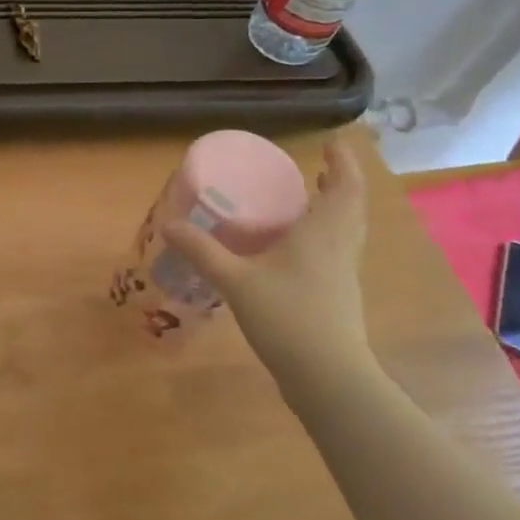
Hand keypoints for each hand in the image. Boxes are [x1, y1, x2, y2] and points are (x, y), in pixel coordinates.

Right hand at [164, 139, 375, 394]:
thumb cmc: (287, 317)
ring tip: (310, 198)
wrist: (327, 377)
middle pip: (351, 204)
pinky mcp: (340, 294)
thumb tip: (168, 224)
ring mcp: (344, 272)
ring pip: (348, 228)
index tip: (332, 143)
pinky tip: (298, 246)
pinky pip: (339, 248)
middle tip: (317, 167)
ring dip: (336, 207)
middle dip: (339, 182)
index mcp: (324, 232)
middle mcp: (340, 246)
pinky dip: (327, 233)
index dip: (344, 162)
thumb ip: (202, 251)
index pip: (346, 186)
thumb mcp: (236, 281)